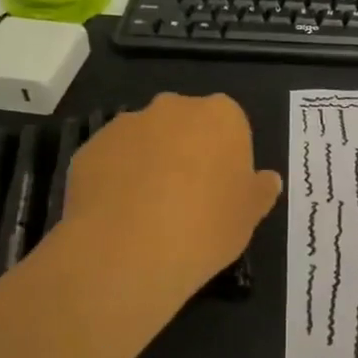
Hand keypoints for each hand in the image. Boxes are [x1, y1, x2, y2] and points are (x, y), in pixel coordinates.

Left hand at [61, 93, 282, 300]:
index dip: (226, 156)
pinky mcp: (90, 147)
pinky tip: (118, 216)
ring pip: (145, 140)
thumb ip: (260, 191)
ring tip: (148, 211)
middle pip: (185, 124)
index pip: (230, 124)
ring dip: (149, 162)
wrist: (129, 249)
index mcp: (220, 115)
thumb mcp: (249, 215)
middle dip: (186, 150)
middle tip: (188, 198)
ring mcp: (126, 124)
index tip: (222, 189)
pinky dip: (116, 179)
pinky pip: (111, 160)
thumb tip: (267, 180)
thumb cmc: (206, 226)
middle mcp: (173, 108)